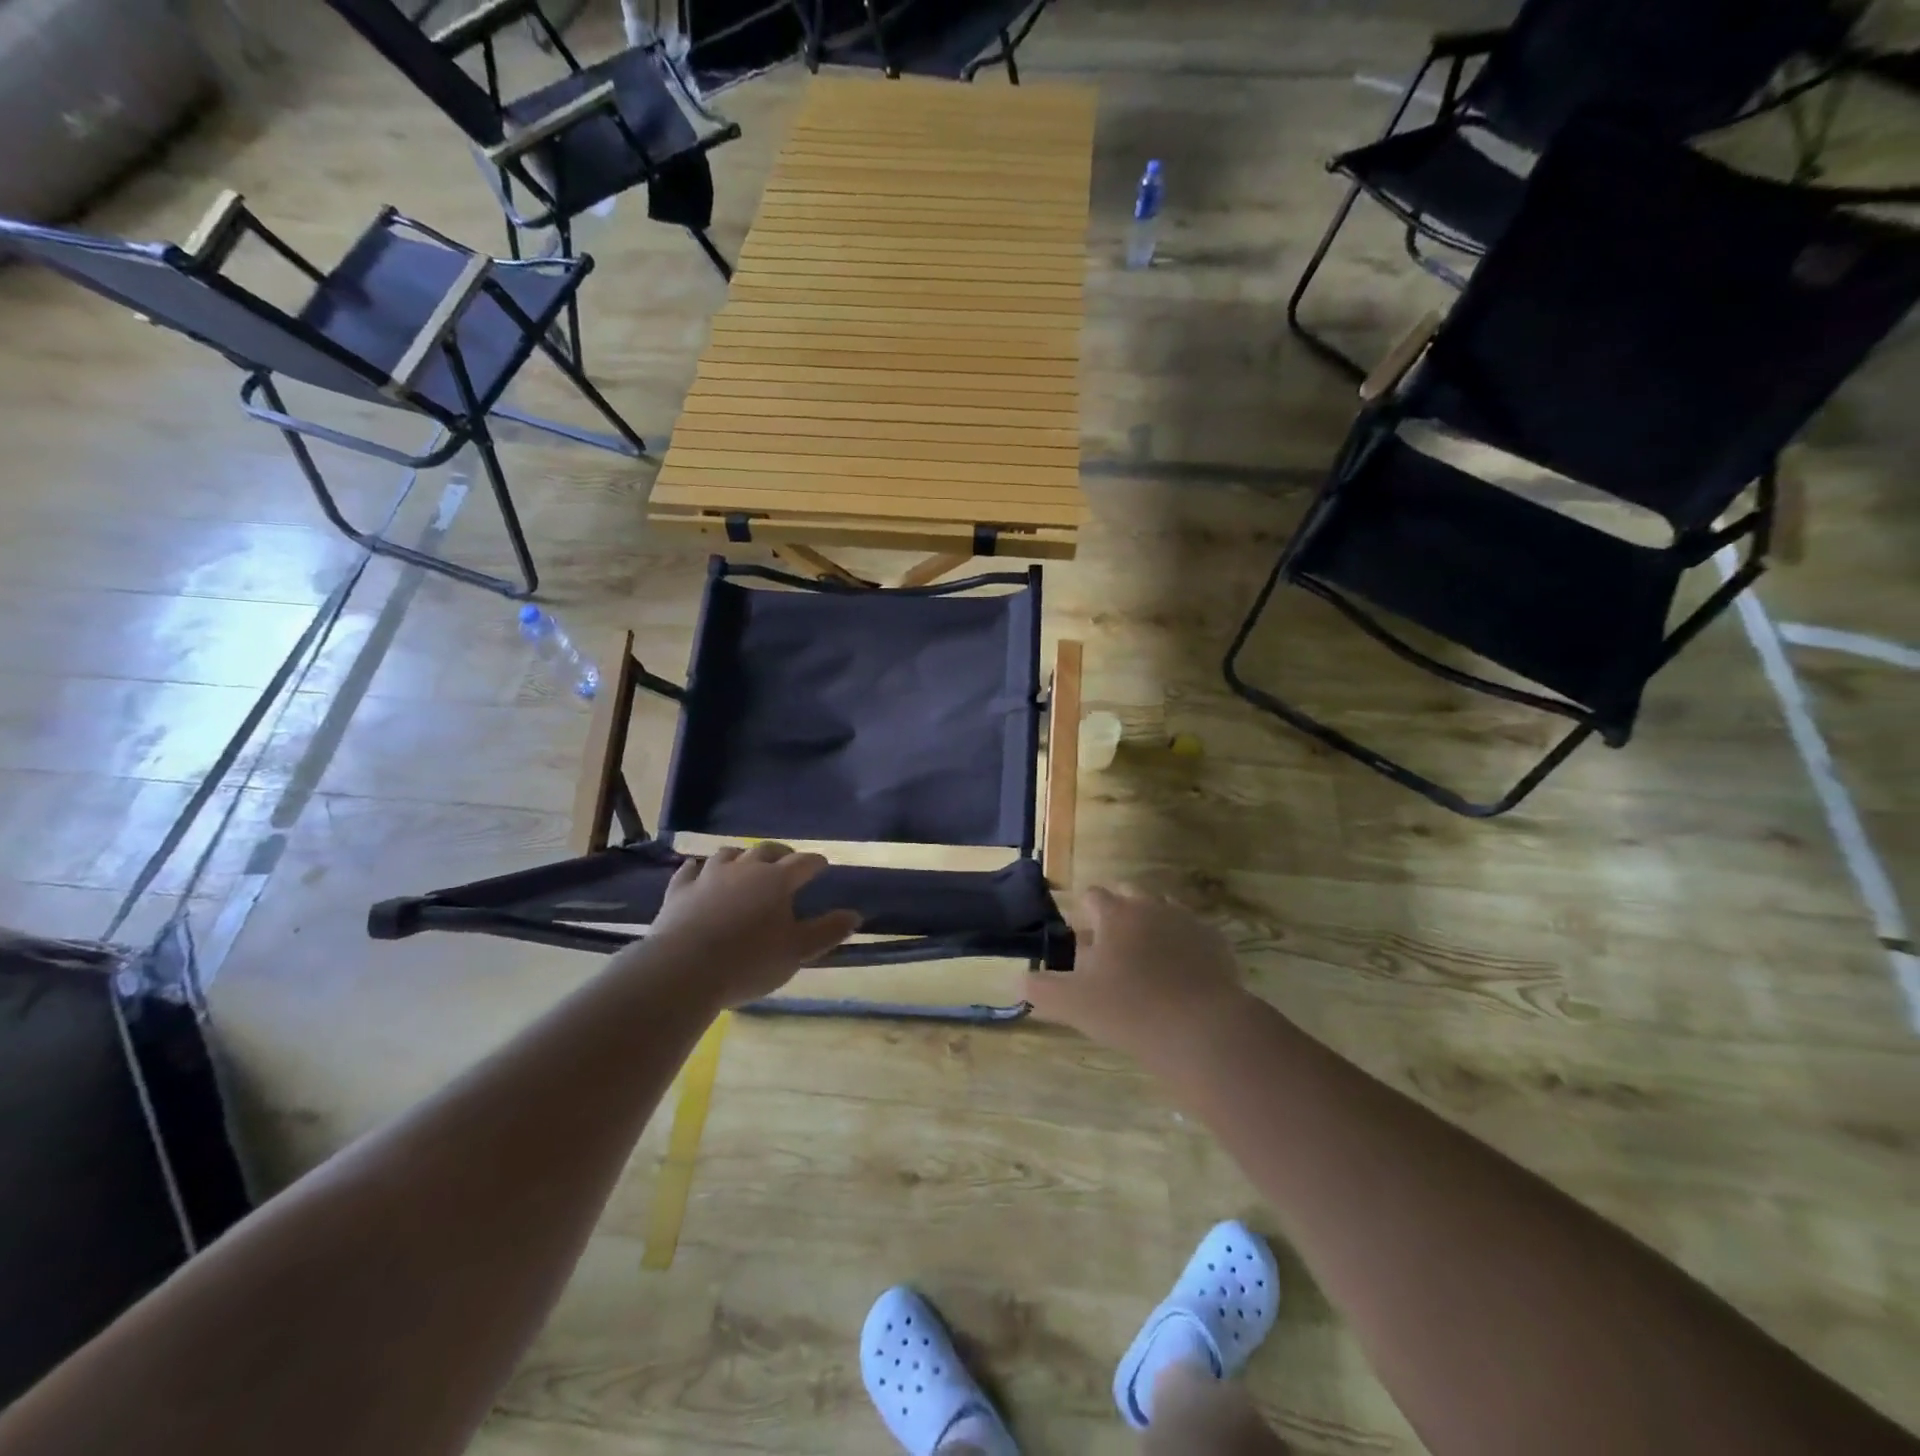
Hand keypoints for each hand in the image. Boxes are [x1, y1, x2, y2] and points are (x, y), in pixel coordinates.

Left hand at [644, 843, 860, 1006]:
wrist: (683, 970)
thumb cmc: (748, 962)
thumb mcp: (797, 952)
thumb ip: (827, 931)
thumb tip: (855, 914)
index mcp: (777, 880)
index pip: (803, 863)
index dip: (815, 862)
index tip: (823, 864)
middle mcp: (745, 869)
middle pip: (766, 850)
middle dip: (780, 853)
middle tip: (787, 861)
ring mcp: (709, 876)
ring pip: (729, 855)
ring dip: (741, 857)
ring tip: (746, 865)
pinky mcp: (679, 890)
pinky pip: (690, 870)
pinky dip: (700, 869)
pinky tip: (699, 872)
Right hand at [1024, 886, 1249, 1065]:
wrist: (1202, 1028)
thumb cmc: (1129, 1010)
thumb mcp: (1073, 1004)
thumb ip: (1041, 989)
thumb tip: (1017, 981)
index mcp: (1115, 913)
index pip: (1092, 895)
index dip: (1084, 912)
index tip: (1081, 937)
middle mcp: (1150, 906)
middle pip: (1129, 894)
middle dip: (1118, 913)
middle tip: (1112, 949)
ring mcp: (1187, 920)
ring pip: (1163, 909)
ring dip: (1151, 925)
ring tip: (1147, 960)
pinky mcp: (1216, 941)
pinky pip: (1194, 933)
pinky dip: (1183, 945)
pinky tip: (1181, 974)